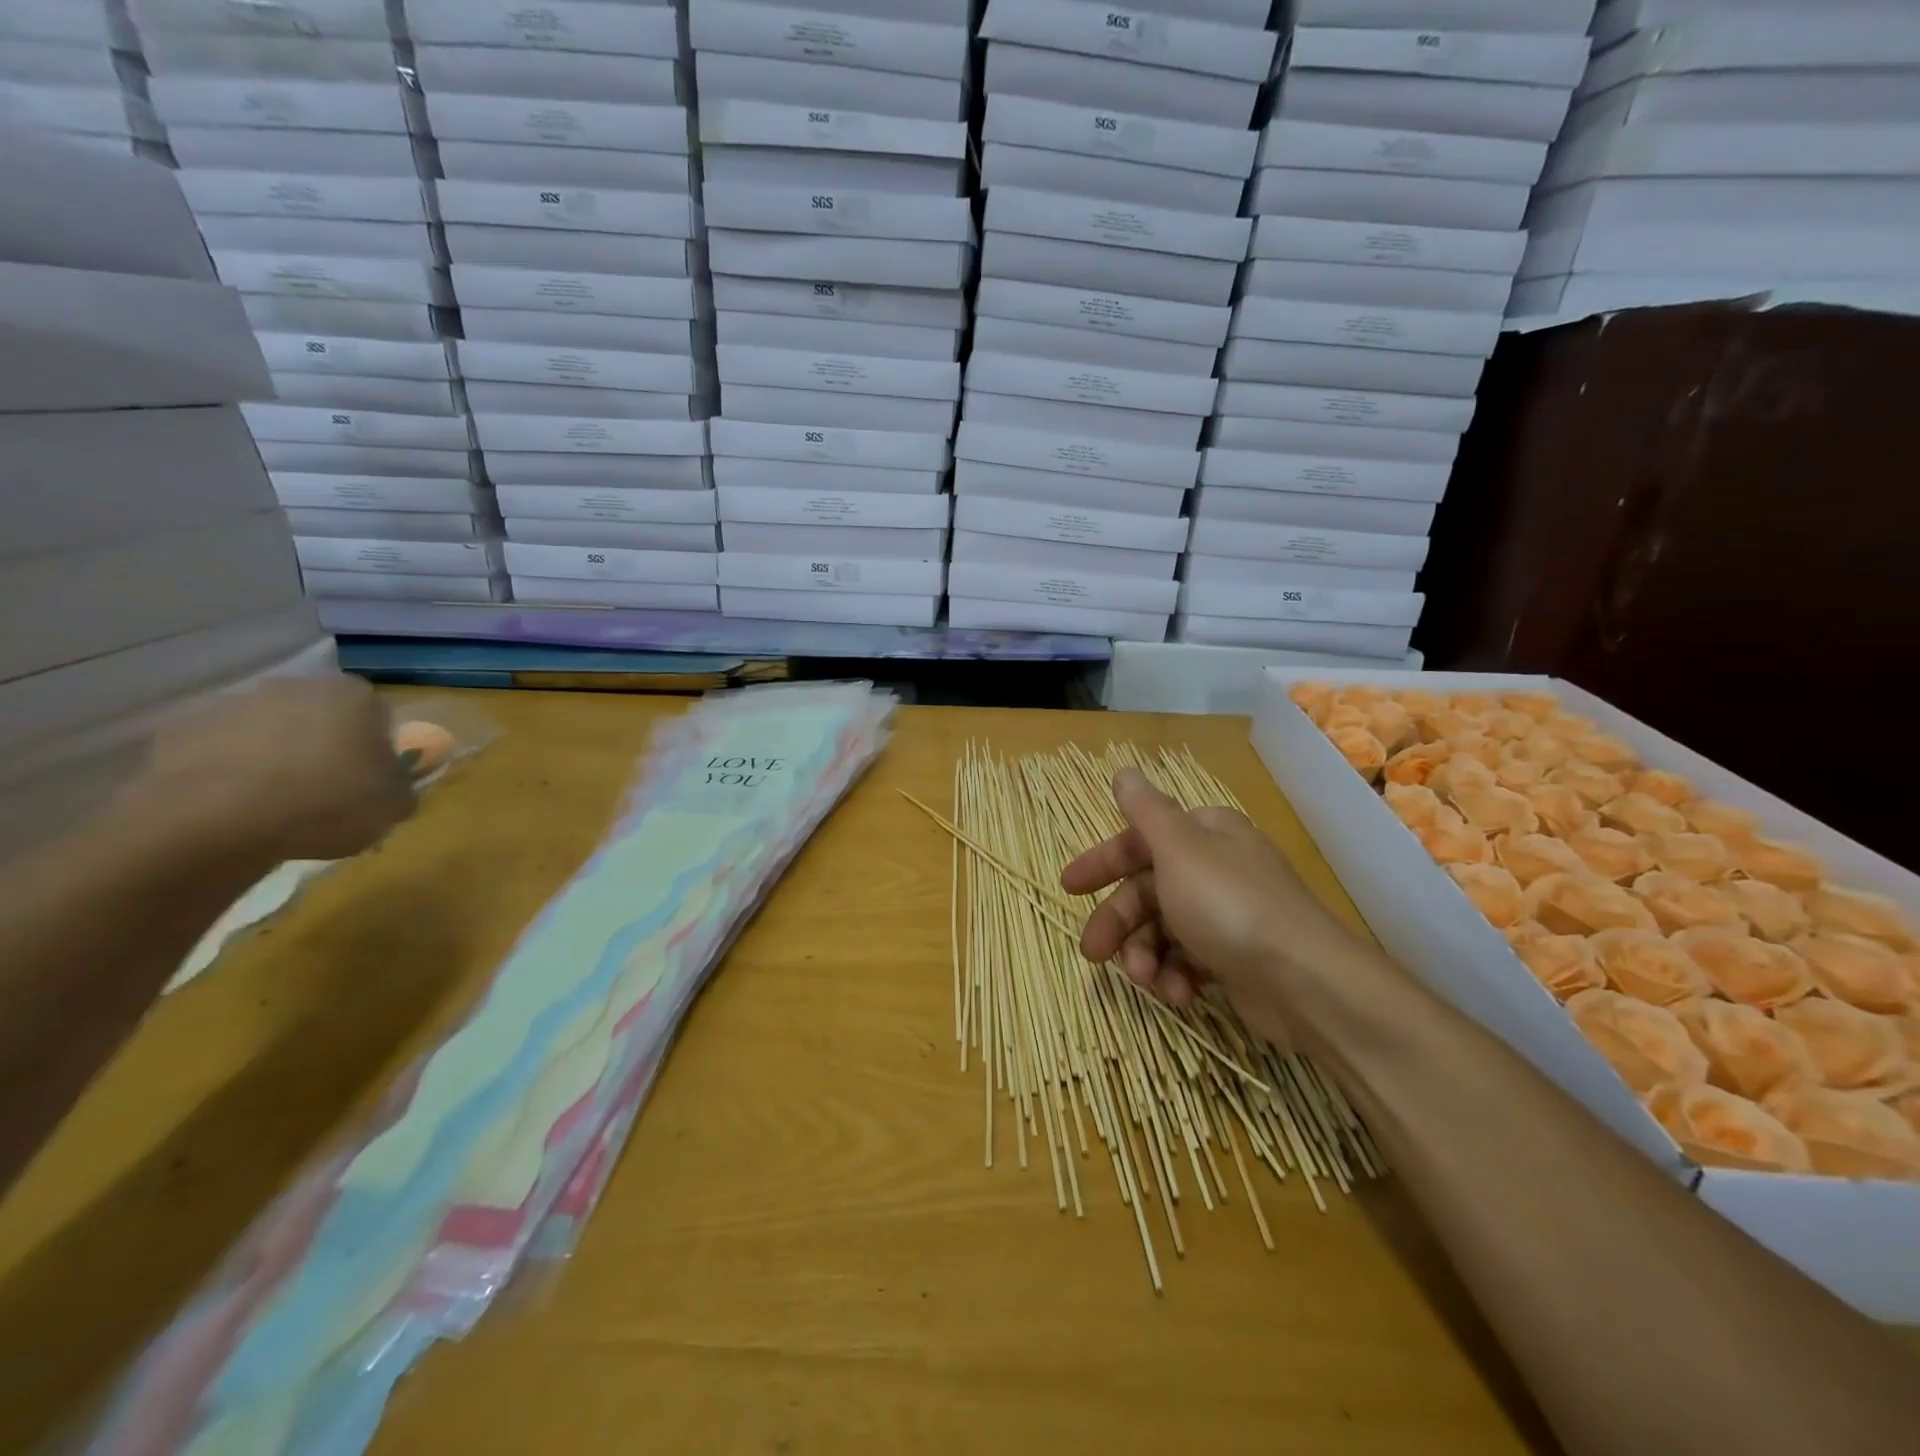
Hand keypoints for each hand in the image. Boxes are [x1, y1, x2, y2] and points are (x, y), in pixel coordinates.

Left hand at [121, 677, 416, 863]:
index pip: (377, 713)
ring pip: (266, 730)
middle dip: (322, 744)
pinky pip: (217, 749)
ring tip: (274, 803)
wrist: (215, 822)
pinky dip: (226, 770)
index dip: (376, 746)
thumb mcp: (392, 806)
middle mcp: (293, 687)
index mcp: (352, 696)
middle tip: (325, 789)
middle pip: (318, 715)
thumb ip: (401, 788)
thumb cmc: (326, 803)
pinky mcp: (178, 730)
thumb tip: (393, 787)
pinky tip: (232, 805)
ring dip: (273, 755)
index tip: (370, 777)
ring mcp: (231, 704)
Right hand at [1060, 769, 1363, 1044]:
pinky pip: (1189, 961)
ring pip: (1163, 929)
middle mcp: (1215, 868)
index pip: (1139, 841)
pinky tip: (1179, 995)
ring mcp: (1227, 915)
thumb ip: (1146, 812)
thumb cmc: (1230, 905)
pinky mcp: (1235, 958)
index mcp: (1204, 835)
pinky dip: (1177, 977)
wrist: (1306, 982)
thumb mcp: (1179, 849)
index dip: (1102, 862)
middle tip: (1093, 953)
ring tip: (1146, 980)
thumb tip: (1125, 772)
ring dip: (1146, 956)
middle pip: (1147, 889)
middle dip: (1118, 923)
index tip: (1068, 887)